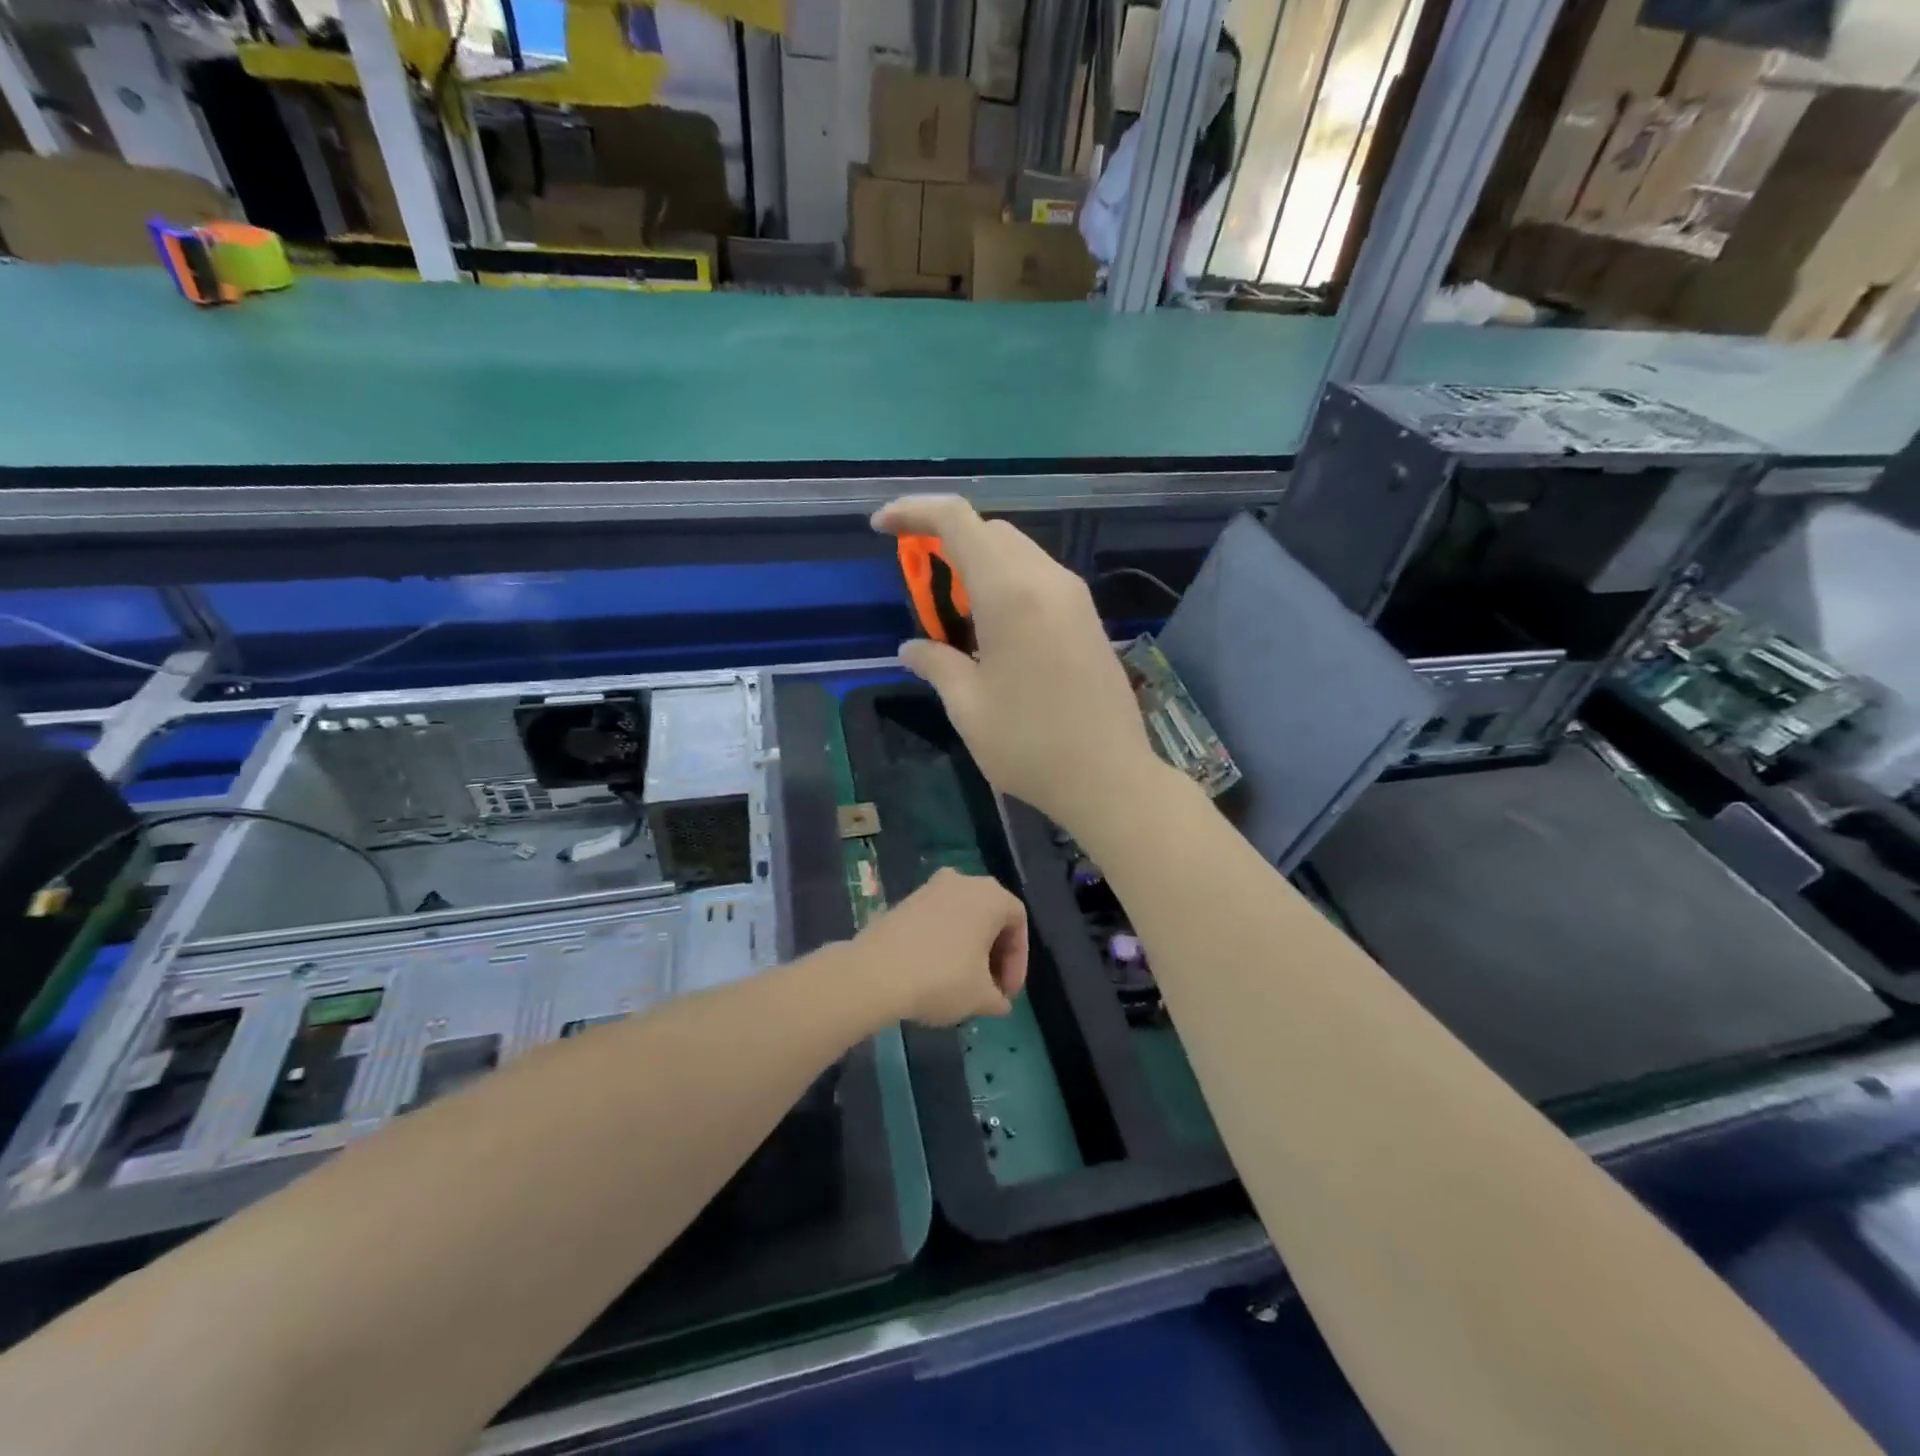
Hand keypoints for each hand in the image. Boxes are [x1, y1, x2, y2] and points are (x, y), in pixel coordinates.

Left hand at [854, 869, 1027, 1025]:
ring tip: (963, 984)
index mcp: (991, 895)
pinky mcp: (905, 900)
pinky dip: (945, 941)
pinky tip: (935, 972)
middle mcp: (963, 881)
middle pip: (991, 916)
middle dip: (994, 954)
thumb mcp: (981, 997)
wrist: (876, 972)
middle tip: (989, 989)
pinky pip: (937, 919)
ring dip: (969, 948)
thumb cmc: (942, 978)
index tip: (1006, 994)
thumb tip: (999, 1002)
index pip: (1018, 923)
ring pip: (962, 917)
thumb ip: (998, 998)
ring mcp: (930, 887)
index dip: (1018, 961)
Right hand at [872, 495, 1164, 840]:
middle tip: (919, 583)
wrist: (1109, 777)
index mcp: (1009, 593)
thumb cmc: (1029, 745)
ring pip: (1017, 551)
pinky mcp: (1088, 617)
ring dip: (978, 563)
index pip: (957, 521)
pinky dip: (1006, 582)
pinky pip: (1038, 577)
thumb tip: (910, 648)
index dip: (914, 511)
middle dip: (946, 540)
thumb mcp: (968, 707)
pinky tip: (992, 628)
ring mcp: (1074, 596)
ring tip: (954, 611)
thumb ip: (936, 664)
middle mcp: (1046, 580)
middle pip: (990, 530)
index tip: (882, 527)